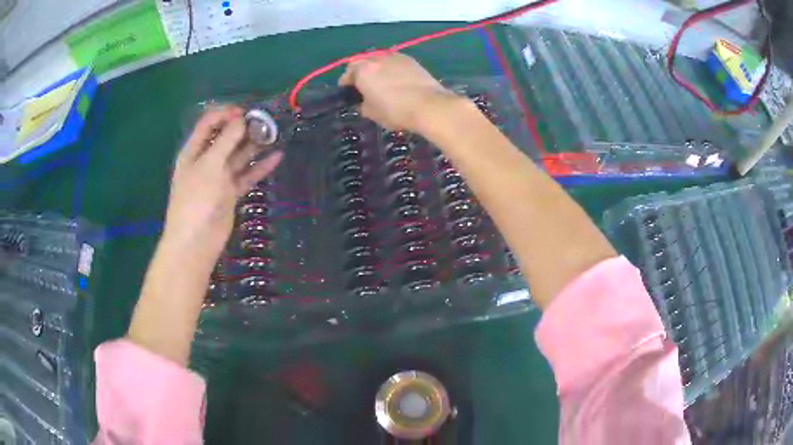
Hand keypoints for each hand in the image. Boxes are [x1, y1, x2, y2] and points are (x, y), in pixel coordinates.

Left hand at [164, 106, 282, 257]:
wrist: (197, 241)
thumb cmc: (197, 198)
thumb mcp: (210, 164)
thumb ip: (226, 140)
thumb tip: (241, 119)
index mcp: (194, 151)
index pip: (208, 123)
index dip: (225, 114)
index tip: (246, 112)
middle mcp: (206, 161)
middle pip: (225, 138)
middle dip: (243, 128)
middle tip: (266, 121)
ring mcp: (219, 177)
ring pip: (238, 156)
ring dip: (254, 146)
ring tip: (274, 134)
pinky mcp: (230, 193)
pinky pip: (246, 175)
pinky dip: (260, 167)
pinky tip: (276, 157)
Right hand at [339, 52, 456, 131]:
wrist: (429, 105)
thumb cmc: (395, 111)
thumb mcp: (372, 113)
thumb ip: (363, 104)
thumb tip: (364, 101)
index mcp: (363, 70)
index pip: (348, 72)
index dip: (346, 82)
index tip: (348, 91)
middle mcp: (377, 58)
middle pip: (363, 62)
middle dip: (361, 72)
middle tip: (364, 85)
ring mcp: (396, 57)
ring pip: (380, 59)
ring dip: (377, 68)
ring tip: (381, 81)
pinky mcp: (412, 61)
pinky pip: (395, 62)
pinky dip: (391, 68)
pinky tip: (396, 80)